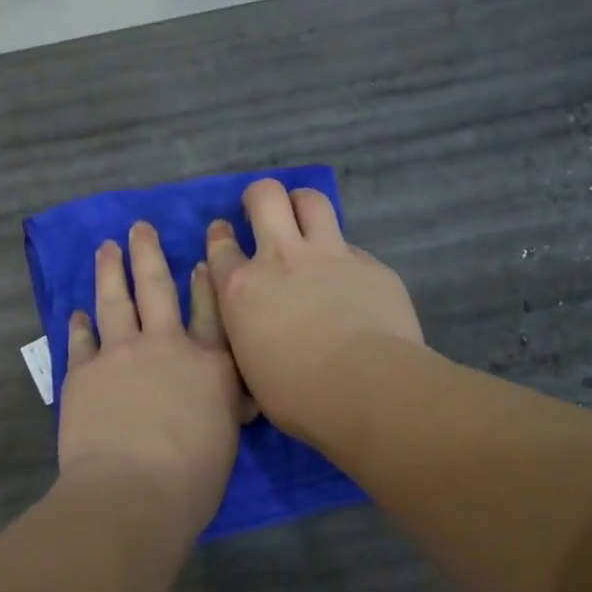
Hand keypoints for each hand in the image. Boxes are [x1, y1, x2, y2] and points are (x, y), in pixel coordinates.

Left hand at [57, 222, 249, 532]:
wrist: (132, 492)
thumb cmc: (192, 480)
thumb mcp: (227, 438)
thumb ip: (224, 405)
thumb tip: (228, 394)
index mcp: (210, 364)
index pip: (212, 310)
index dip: (207, 279)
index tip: (202, 254)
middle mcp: (166, 346)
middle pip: (158, 288)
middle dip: (149, 254)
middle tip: (140, 228)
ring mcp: (121, 354)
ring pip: (116, 300)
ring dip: (111, 270)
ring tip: (106, 247)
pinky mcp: (84, 372)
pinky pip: (81, 340)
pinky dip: (80, 324)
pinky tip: (77, 312)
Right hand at [206, 179, 423, 444]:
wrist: (366, 388)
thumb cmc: (296, 395)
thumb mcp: (249, 367)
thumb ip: (247, 332)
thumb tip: (256, 325)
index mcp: (241, 288)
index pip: (220, 247)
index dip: (220, 238)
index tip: (224, 236)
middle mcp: (281, 258)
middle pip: (265, 197)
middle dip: (260, 197)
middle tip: (264, 212)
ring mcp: (329, 255)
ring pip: (312, 201)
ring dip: (303, 205)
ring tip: (305, 220)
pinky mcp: (371, 265)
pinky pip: (352, 247)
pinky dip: (344, 257)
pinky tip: (351, 281)